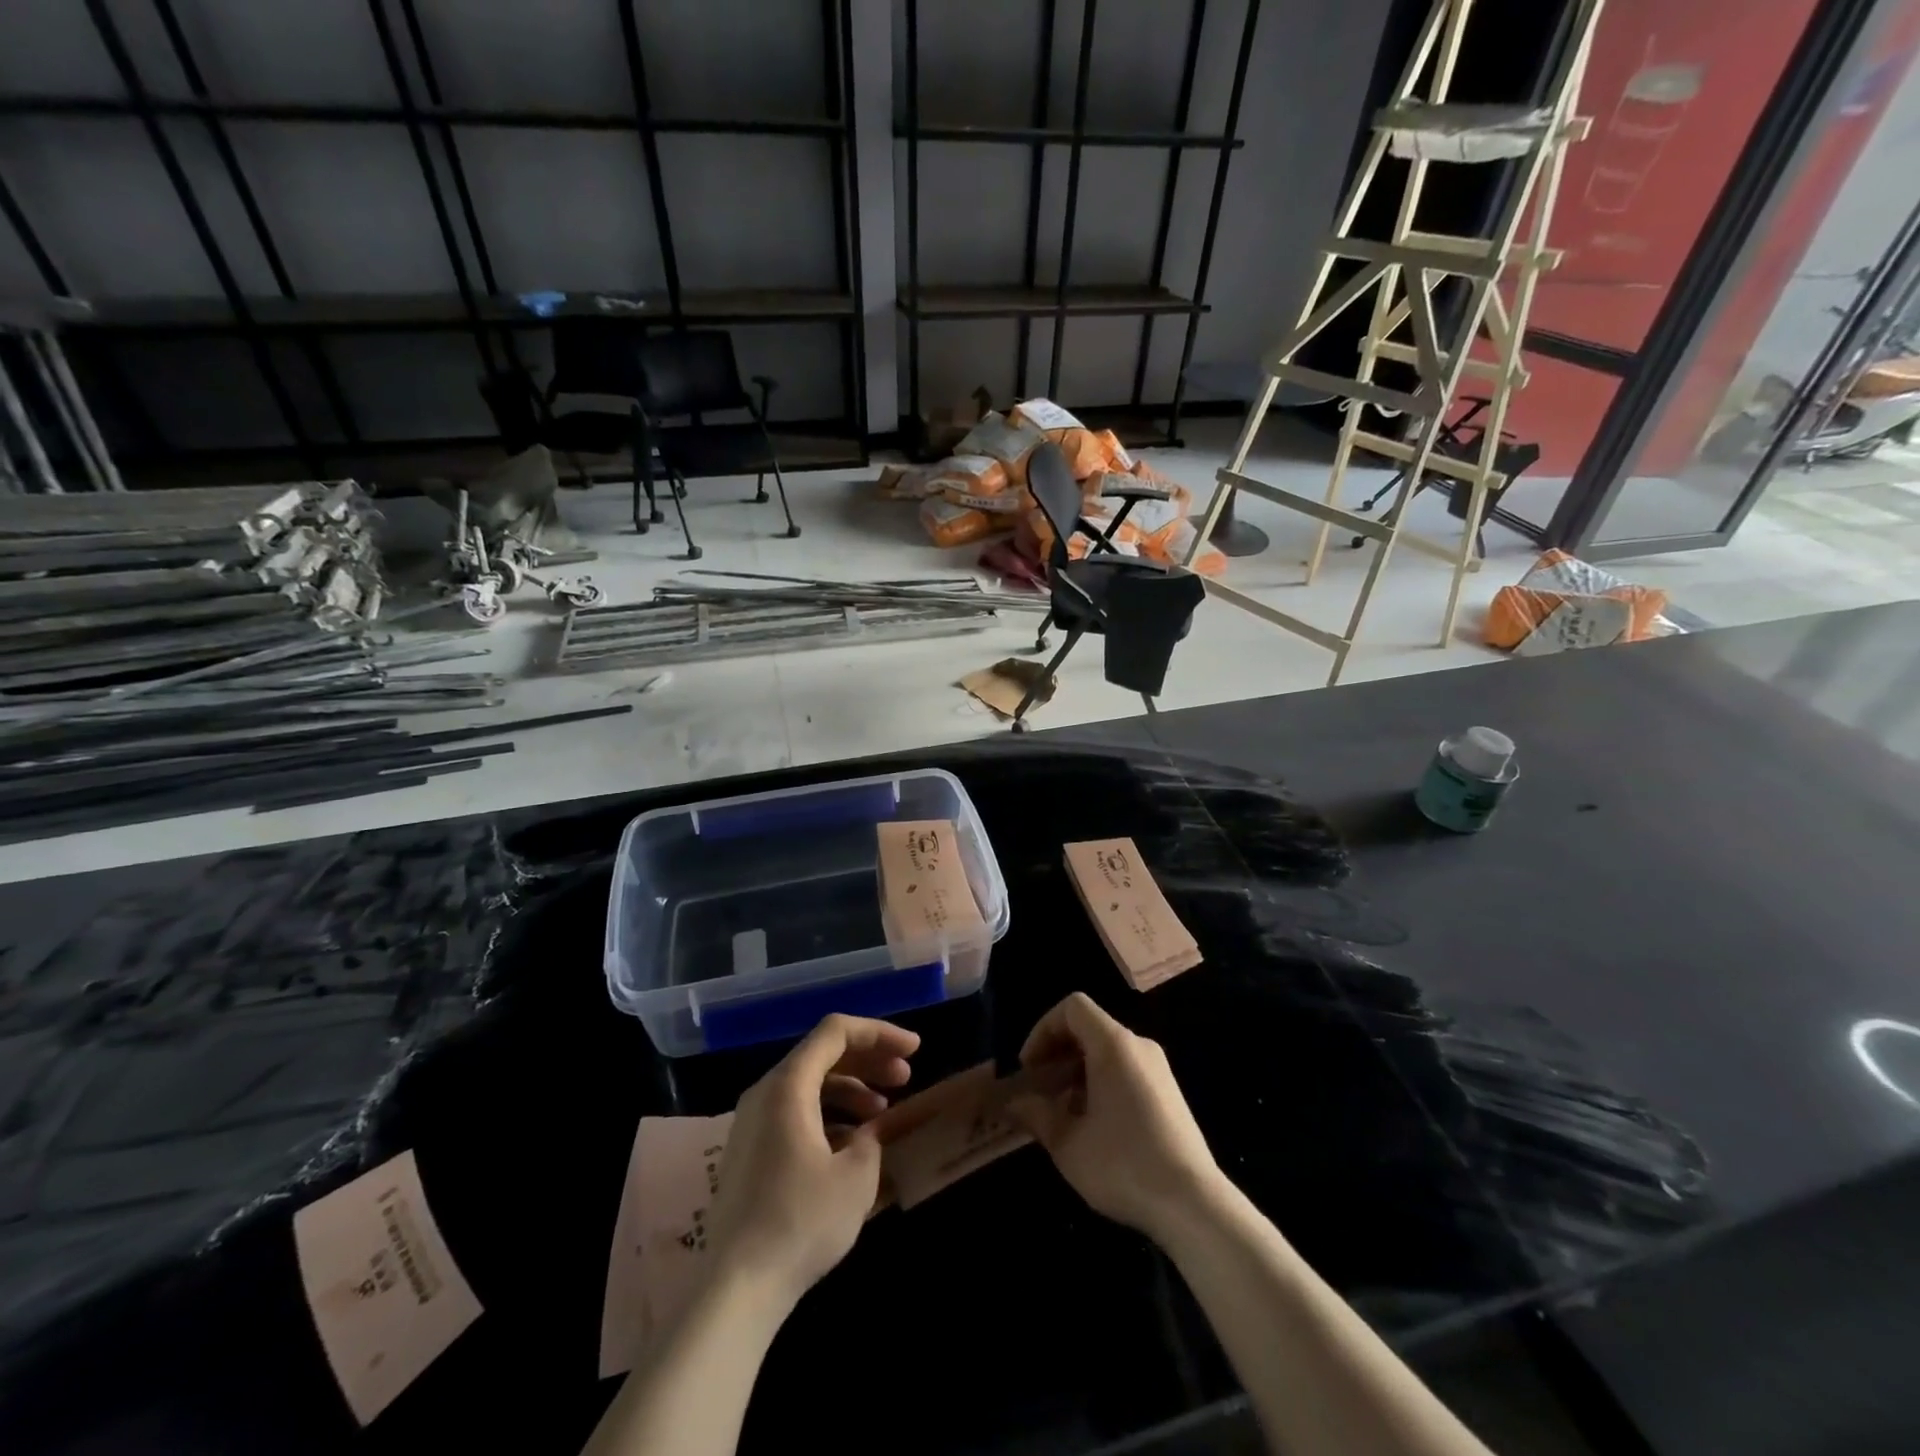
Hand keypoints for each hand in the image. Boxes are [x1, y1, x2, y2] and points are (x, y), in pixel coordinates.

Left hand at [704, 1014, 918, 1312]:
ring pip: (809, 1084)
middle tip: (905, 1076)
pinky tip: (852, 1144)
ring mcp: (753, 1122)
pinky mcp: (751, 1151)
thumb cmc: (800, 1221)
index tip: (914, 1049)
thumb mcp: (856, 1177)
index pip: (836, 1032)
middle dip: (868, 1059)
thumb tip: (868, 1133)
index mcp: (788, 1085)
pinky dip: (828, 1114)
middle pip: (822, 1053)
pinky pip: (795, 1111)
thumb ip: (871, 1139)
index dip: (879, 1033)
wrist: (736, 1287)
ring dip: (850, 1088)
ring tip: (883, 1112)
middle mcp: (765, 1092)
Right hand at [1006, 992, 1224, 1241]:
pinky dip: (1101, 1082)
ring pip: (1107, 1051)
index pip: (1072, 1007)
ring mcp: (1158, 1069)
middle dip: (1057, 1052)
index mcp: (1113, 1045)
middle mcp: (1138, 1046)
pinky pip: (1126, 1070)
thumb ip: (1037, 1115)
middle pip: (1089, 1027)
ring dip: (1078, 1071)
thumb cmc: (1123, 1164)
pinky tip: (1093, 1125)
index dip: (1043, 1029)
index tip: (1031, 1069)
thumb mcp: (1068, 1144)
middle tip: (1039, 1090)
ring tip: (1062, 1112)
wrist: (1193, 1204)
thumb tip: (1016, 1103)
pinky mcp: (1169, 1093)